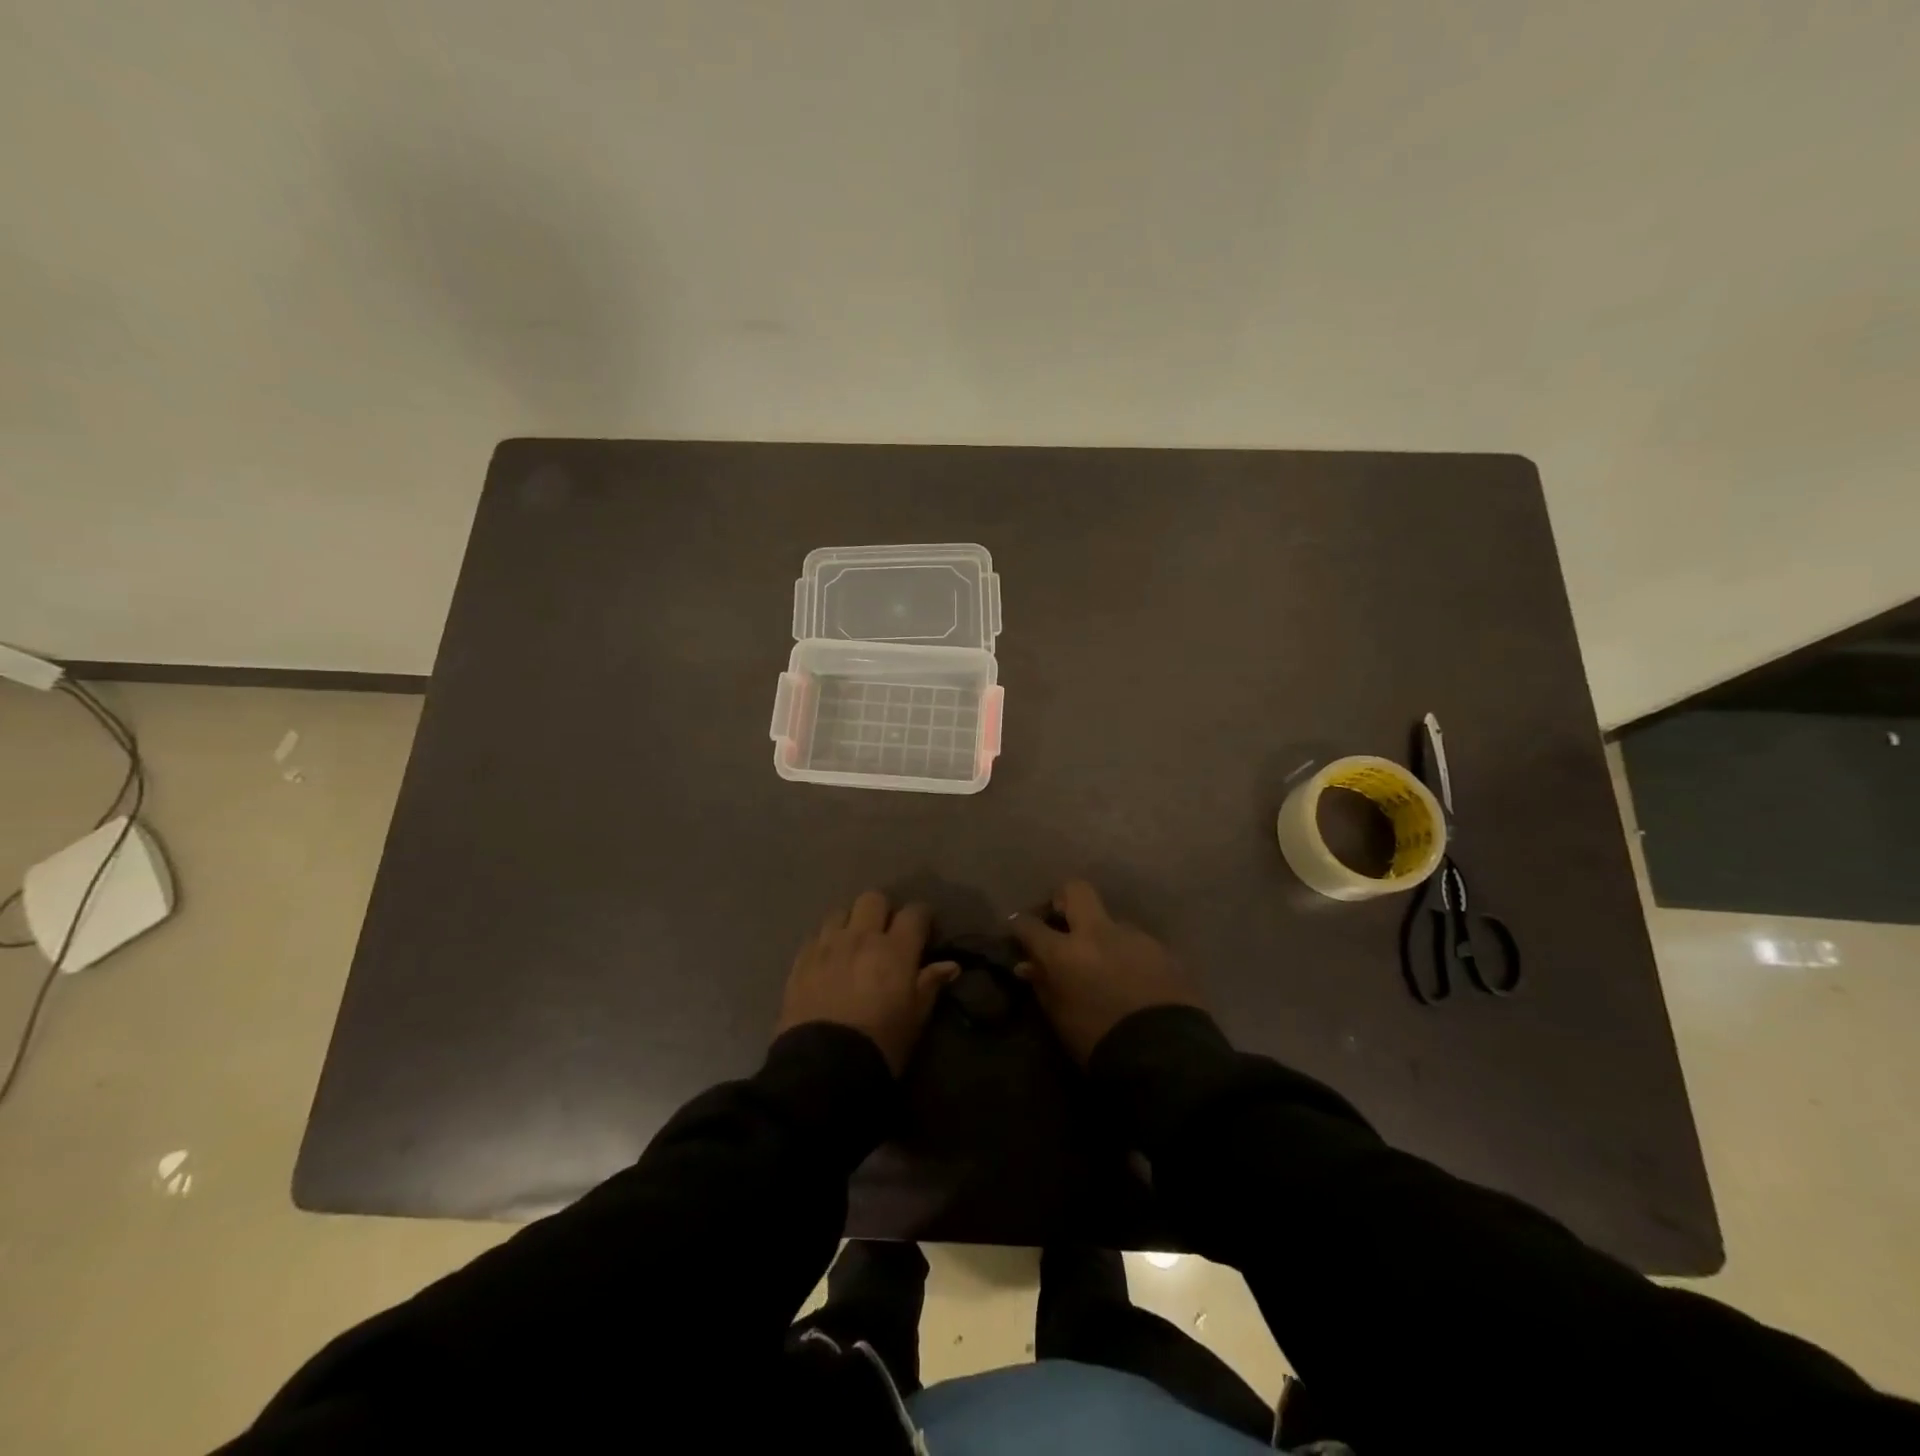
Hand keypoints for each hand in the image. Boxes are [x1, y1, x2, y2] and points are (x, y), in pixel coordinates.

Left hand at [774, 891, 959, 1074]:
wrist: (824, 1068)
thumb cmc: (881, 1043)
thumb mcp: (915, 1017)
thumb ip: (930, 984)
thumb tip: (950, 965)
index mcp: (895, 949)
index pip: (914, 913)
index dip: (922, 918)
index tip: (925, 931)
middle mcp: (861, 937)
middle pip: (873, 899)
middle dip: (883, 911)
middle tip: (886, 935)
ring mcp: (827, 945)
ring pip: (841, 912)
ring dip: (851, 923)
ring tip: (853, 945)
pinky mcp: (801, 960)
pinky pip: (816, 936)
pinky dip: (826, 942)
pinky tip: (829, 961)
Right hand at [1011, 880, 1202, 1063]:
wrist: (1165, 1056)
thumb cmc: (1100, 1042)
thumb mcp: (1061, 1018)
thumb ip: (1044, 985)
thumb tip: (1030, 966)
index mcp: (1066, 952)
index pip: (1031, 925)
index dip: (1020, 924)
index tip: (1018, 928)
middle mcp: (1099, 933)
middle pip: (1076, 890)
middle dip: (1063, 899)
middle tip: (1061, 920)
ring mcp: (1134, 937)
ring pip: (1111, 922)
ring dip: (1102, 937)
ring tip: (1105, 965)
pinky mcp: (1163, 950)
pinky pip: (1137, 944)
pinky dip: (1128, 955)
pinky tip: (1133, 980)